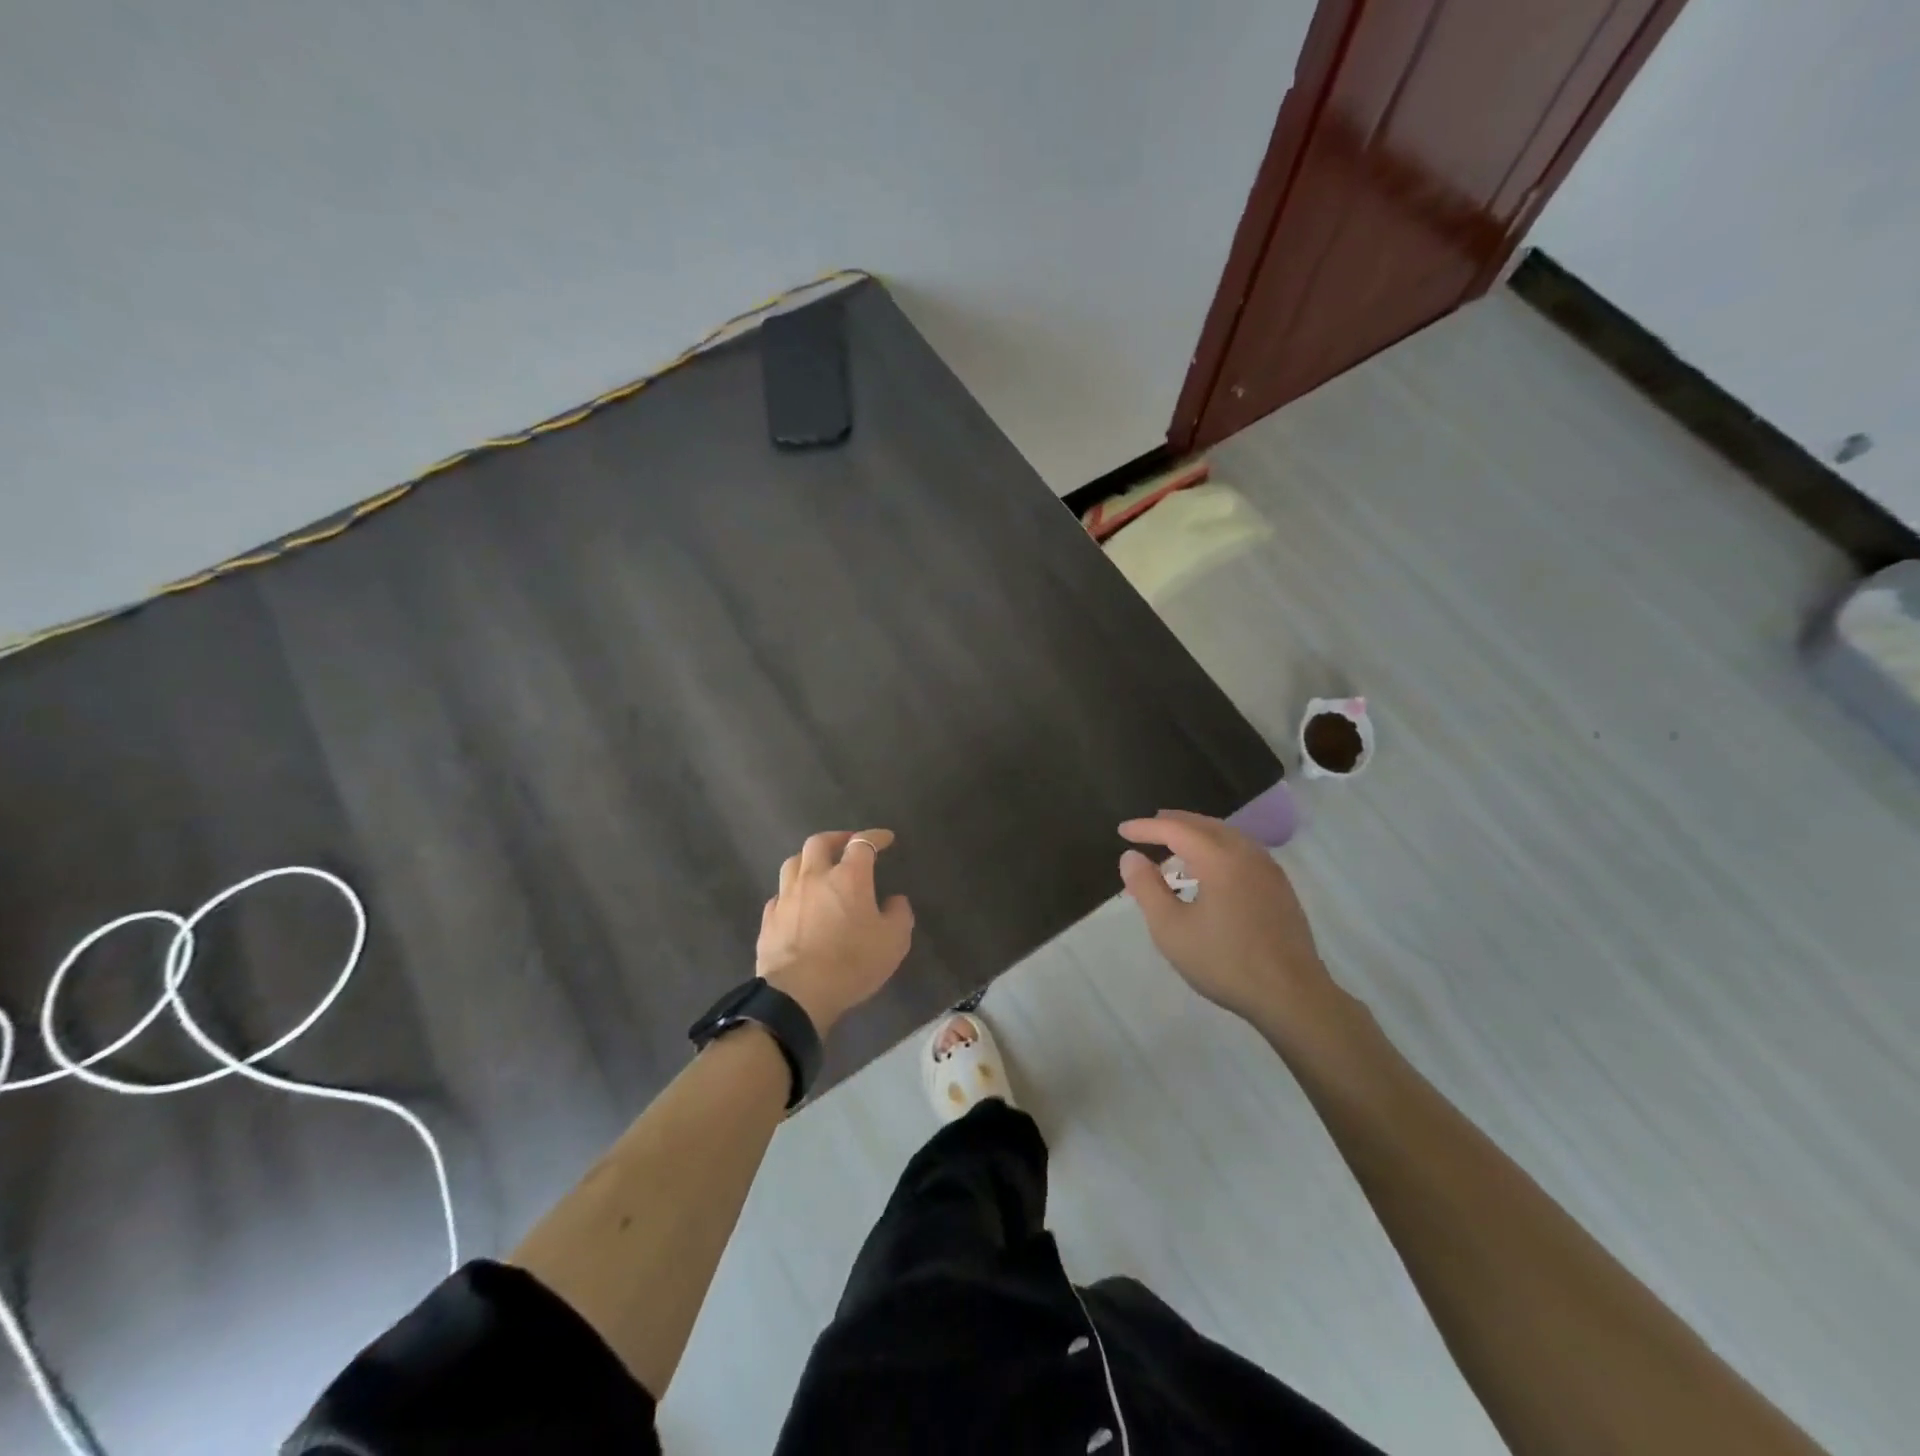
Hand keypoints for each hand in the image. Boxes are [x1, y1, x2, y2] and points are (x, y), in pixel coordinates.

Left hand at [757, 829, 914, 1035]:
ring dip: (808, 860)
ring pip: (793, 863)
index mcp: (848, 877)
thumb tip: (895, 900)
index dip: (875, 837)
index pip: (862, 843)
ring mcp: (787, 897)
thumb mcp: (893, 942)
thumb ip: (899, 915)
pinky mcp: (769, 919)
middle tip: (846, 844)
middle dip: (835, 839)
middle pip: (819, 843)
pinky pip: (779, 895)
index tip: (886, 838)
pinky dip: (791, 892)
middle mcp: (814, 877)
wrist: (798, 994)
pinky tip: (796, 903)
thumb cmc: (852, 963)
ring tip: (818, 868)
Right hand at [1118, 810, 1344, 1040]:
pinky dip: (1217, 847)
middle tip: (1146, 829)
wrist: (1292, 996)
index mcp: (1219, 858)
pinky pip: (1241, 851)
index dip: (1146, 828)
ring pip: (1226, 836)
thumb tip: (1130, 857)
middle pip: (1204, 825)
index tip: (1122, 830)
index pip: (1175, 829)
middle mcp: (1246, 853)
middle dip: (1173, 823)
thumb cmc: (1224, 962)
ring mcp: (1268, 869)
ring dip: (1196, 834)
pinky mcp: (1280, 887)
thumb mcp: (1171, 929)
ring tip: (1174, 845)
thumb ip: (1147, 888)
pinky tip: (1209, 869)